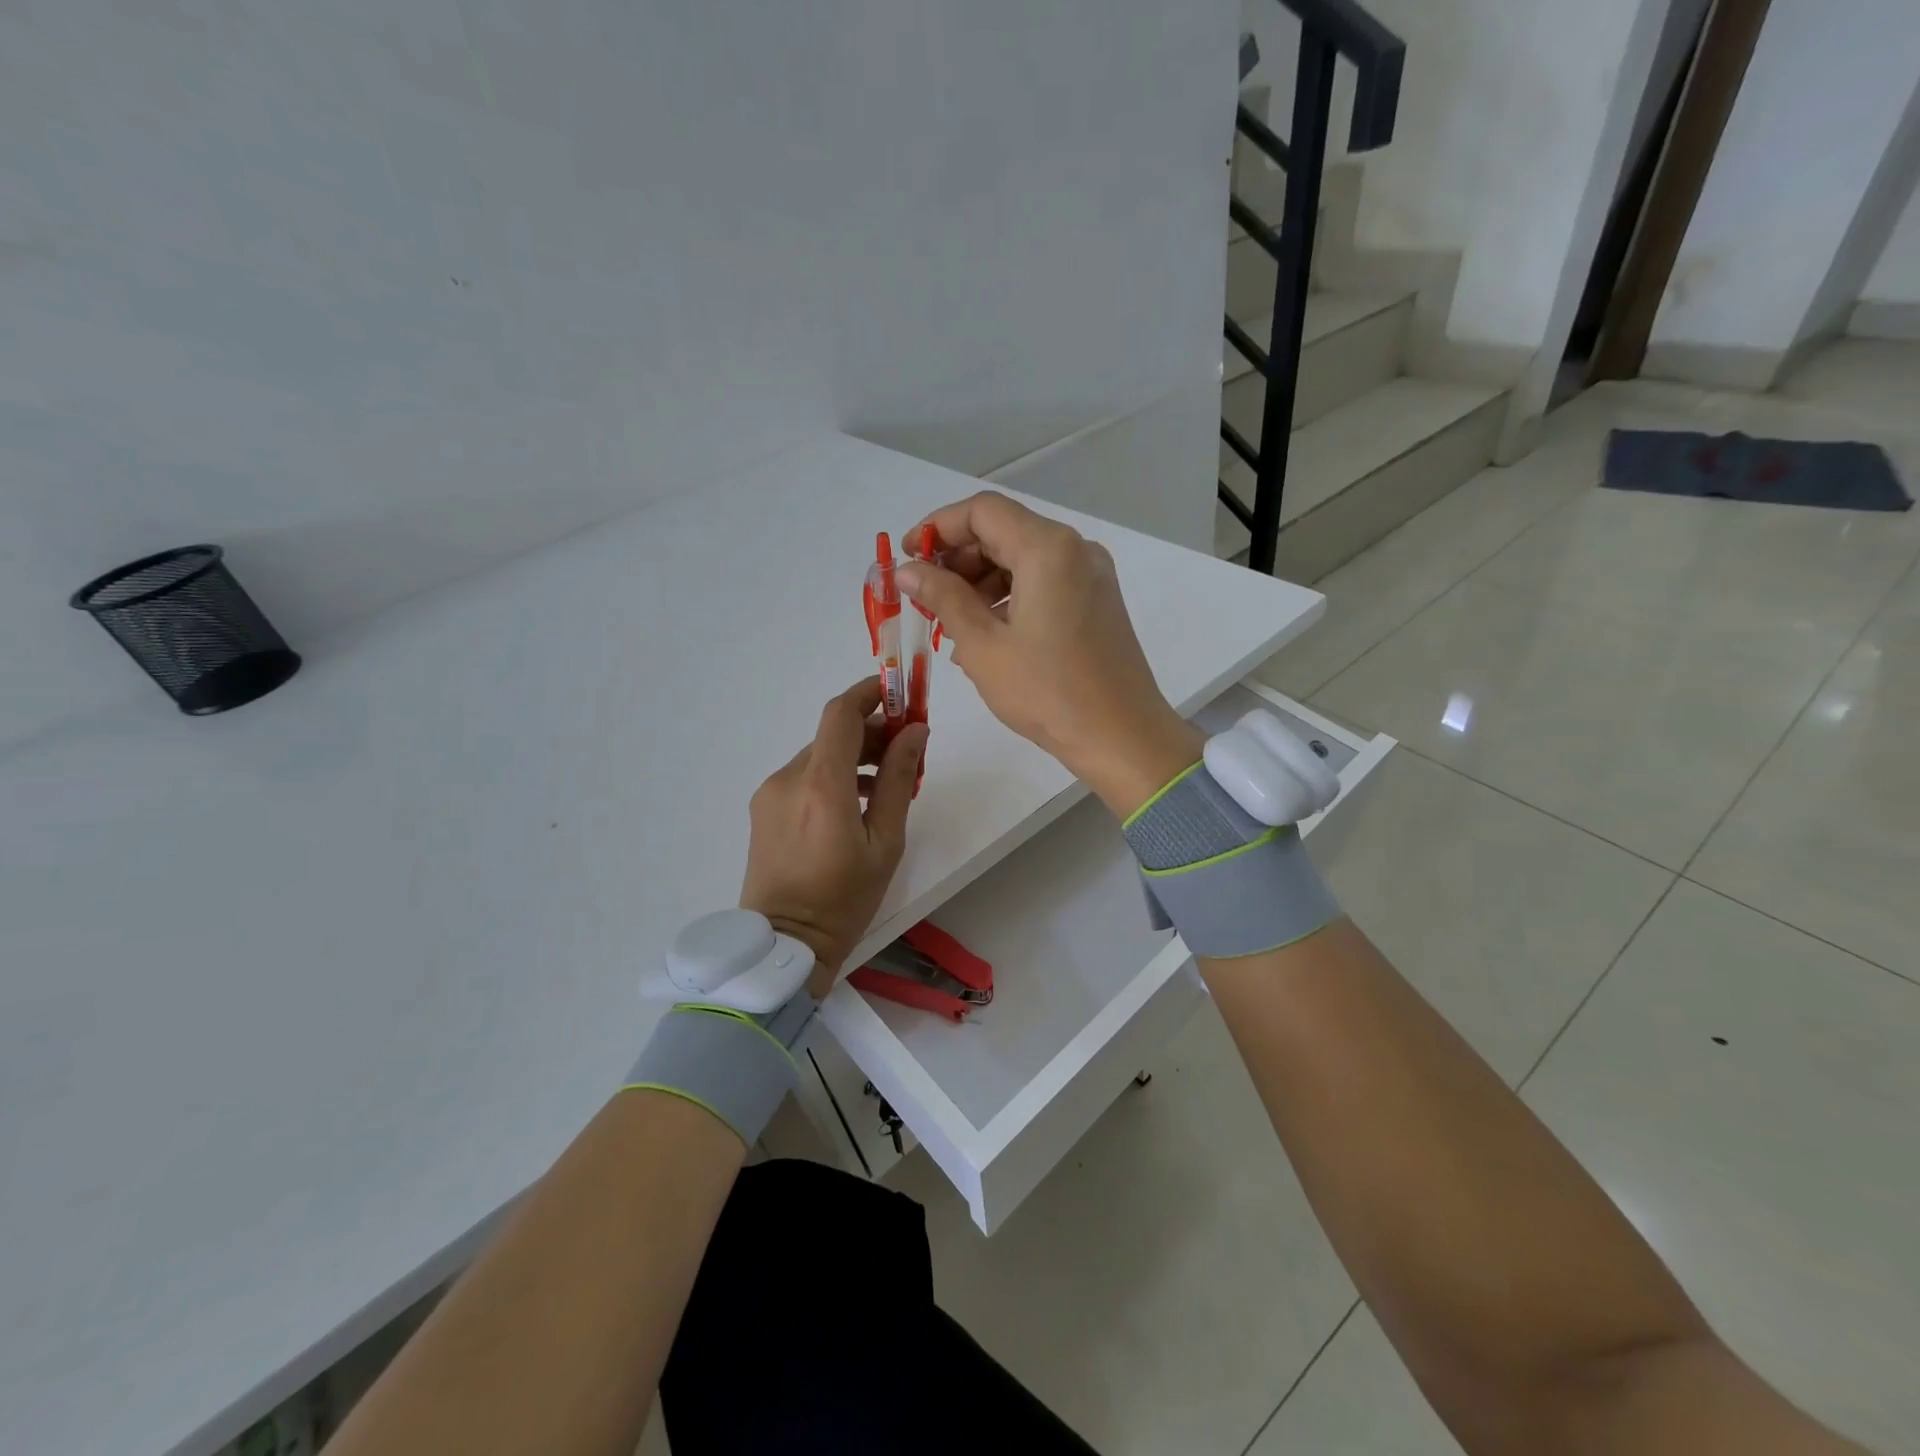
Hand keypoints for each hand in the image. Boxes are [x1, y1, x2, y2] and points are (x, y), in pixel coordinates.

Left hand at [739, 678, 928, 994]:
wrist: (784, 945)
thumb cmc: (844, 899)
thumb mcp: (885, 842)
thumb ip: (898, 780)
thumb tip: (915, 732)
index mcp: (820, 786)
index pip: (840, 714)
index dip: (869, 693)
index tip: (899, 694)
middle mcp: (788, 779)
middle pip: (832, 734)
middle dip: (871, 731)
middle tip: (907, 750)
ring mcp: (770, 793)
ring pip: (818, 756)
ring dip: (853, 755)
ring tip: (886, 783)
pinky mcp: (763, 809)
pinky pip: (803, 777)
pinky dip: (832, 776)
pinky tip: (856, 802)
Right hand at [896, 491, 1200, 817]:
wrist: (1121, 736)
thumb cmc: (1046, 692)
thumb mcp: (982, 645)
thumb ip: (942, 597)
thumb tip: (907, 569)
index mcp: (1048, 549)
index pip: (982, 511)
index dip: (937, 527)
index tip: (907, 557)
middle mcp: (1075, 549)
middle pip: (1004, 531)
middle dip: (957, 558)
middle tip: (924, 596)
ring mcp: (1091, 575)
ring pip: (1023, 558)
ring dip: (981, 580)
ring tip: (949, 622)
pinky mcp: (1097, 600)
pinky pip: (1043, 582)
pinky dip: (1009, 596)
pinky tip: (985, 633)